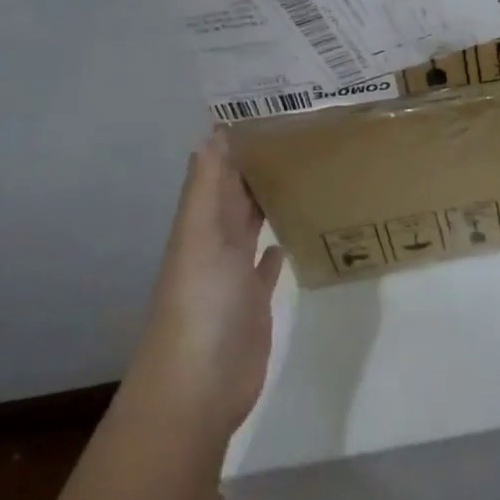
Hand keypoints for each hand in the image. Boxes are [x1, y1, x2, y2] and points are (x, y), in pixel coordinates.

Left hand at [125, 131, 283, 439]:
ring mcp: (234, 275)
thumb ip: (206, 189)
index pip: (218, 173)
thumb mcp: (200, 239)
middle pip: (235, 195)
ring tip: (302, 170)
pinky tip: (292, 234)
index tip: (268, 109)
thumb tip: (212, 133)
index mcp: (200, 226)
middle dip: (257, 165)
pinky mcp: (254, 302)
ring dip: (267, 201)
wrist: (198, 390)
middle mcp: (215, 244)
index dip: (235, 142)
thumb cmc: (200, 306)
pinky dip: (276, 247)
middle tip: (298, 130)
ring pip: (251, 226)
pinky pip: (266, 265)